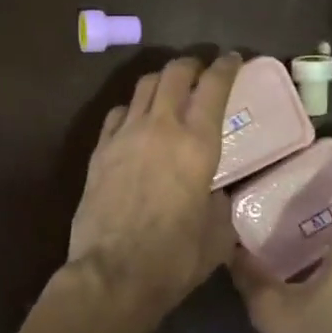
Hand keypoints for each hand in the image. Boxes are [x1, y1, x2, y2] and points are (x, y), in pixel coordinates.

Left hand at [67, 53, 242, 329]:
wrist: (112, 274)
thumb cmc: (174, 259)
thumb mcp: (217, 236)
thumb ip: (219, 205)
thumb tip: (212, 194)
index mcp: (198, 144)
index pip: (214, 87)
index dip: (226, 67)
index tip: (233, 58)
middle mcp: (161, 127)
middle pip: (174, 73)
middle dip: (191, 64)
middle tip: (200, 69)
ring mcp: (124, 136)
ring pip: (143, 87)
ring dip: (160, 80)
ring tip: (168, 88)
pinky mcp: (99, 151)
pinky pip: (117, 114)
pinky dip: (131, 108)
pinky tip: (134, 120)